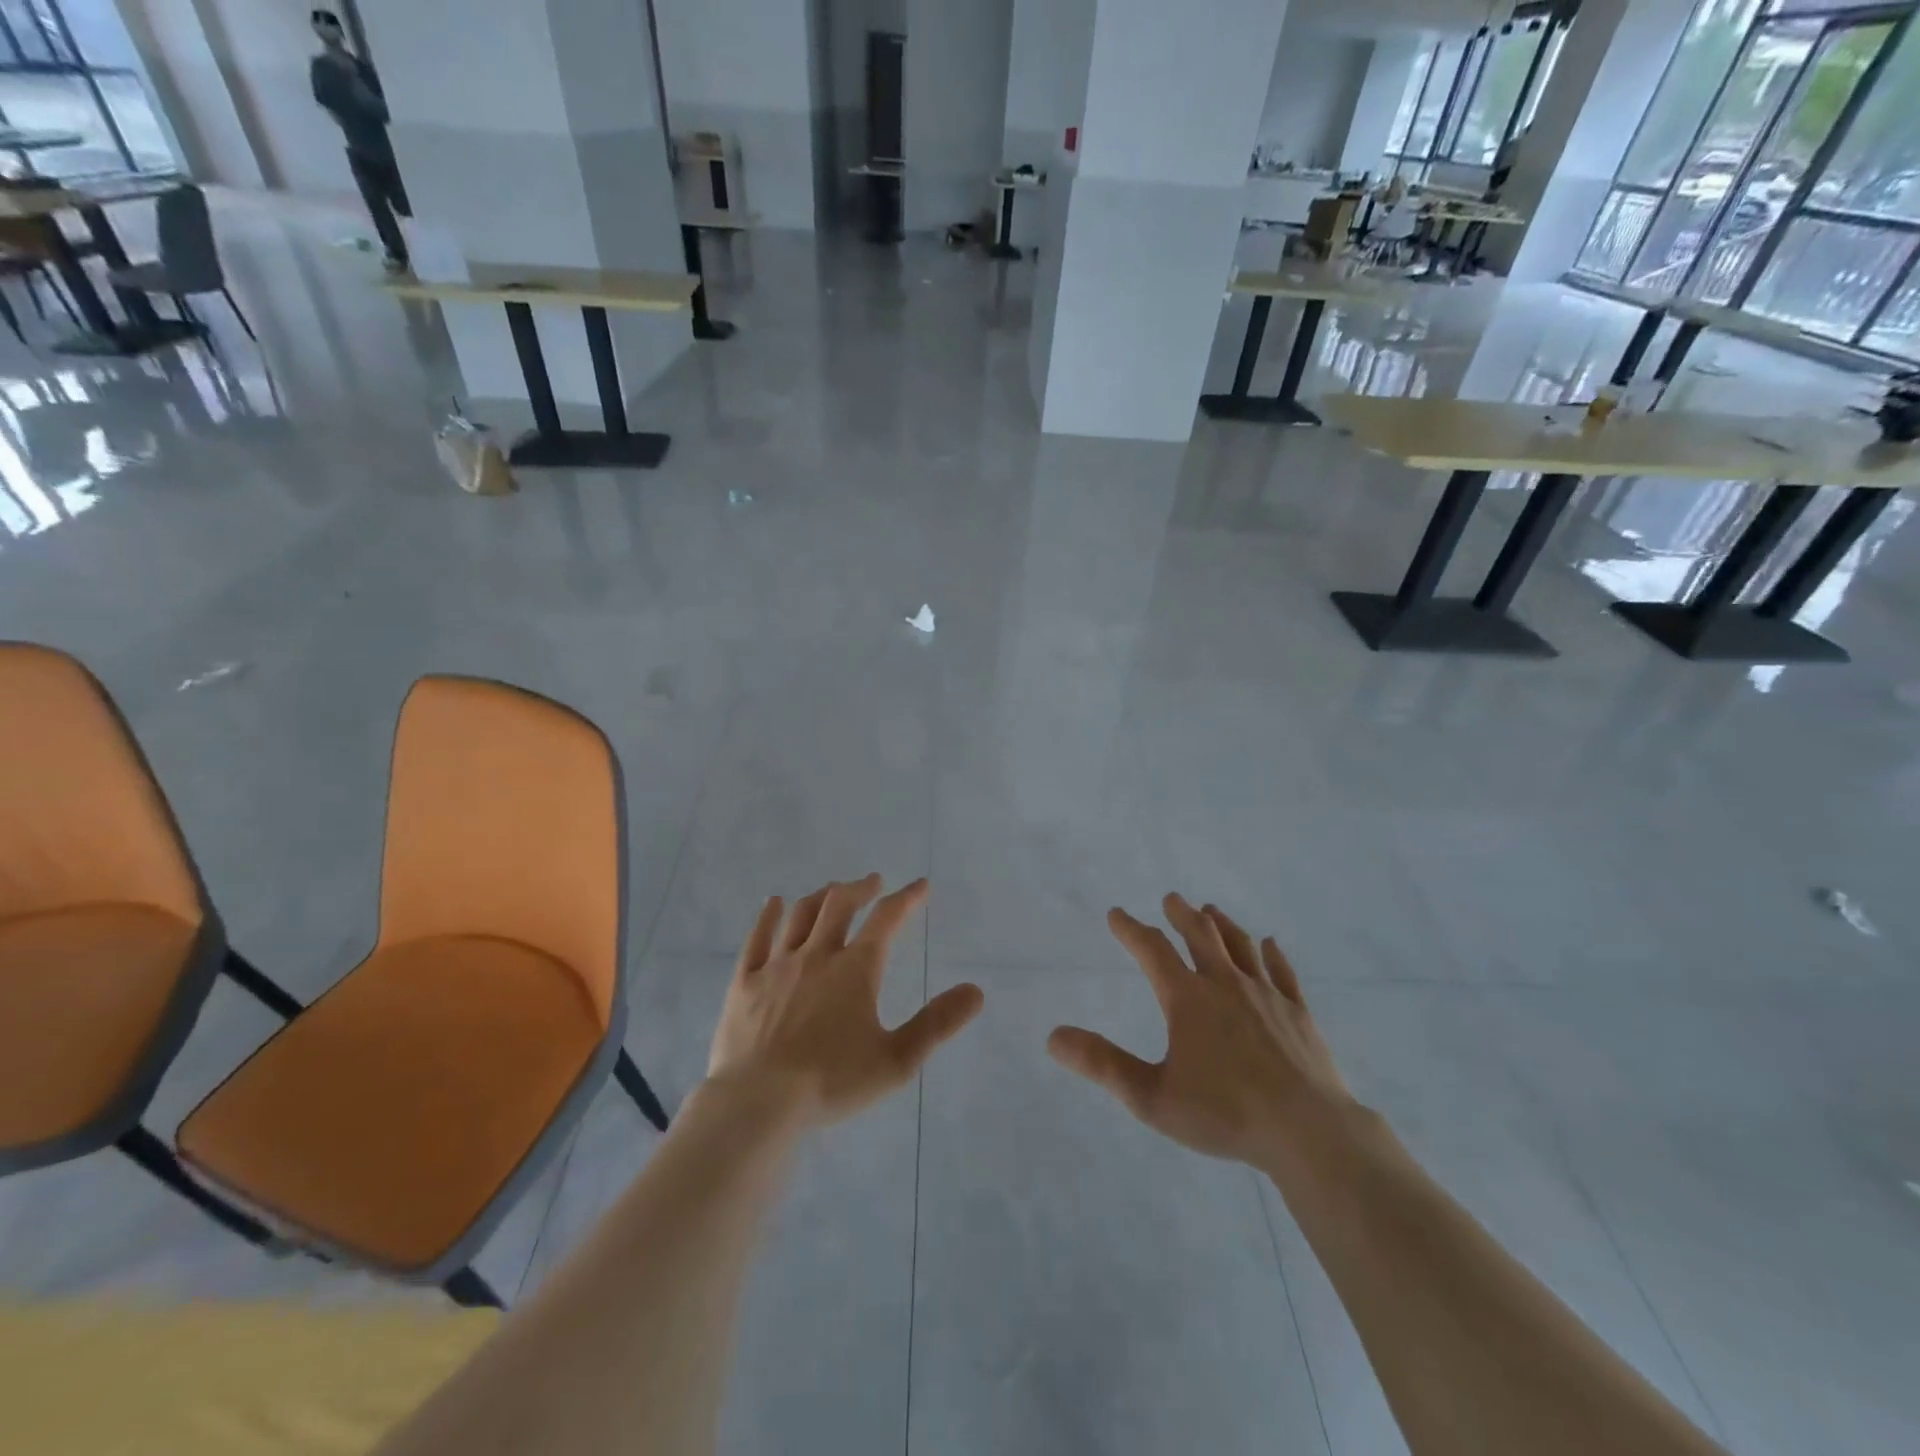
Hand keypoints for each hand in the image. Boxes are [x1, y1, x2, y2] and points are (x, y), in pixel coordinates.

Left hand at [708, 875, 983, 1125]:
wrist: (757, 1103)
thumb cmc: (831, 1082)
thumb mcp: (897, 1060)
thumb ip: (937, 1024)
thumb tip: (976, 991)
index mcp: (855, 969)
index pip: (886, 920)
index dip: (906, 899)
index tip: (920, 885)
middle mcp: (817, 955)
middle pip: (840, 905)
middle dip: (861, 889)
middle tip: (873, 882)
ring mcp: (777, 965)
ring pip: (801, 915)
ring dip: (821, 896)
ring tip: (833, 890)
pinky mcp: (744, 982)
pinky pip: (757, 937)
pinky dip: (768, 915)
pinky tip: (774, 903)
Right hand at [1047, 894, 1352, 1169]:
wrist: (1308, 1131)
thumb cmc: (1224, 1113)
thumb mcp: (1151, 1096)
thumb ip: (1103, 1064)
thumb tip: (1053, 1036)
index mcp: (1188, 999)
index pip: (1152, 950)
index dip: (1130, 929)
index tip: (1116, 914)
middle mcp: (1225, 985)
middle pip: (1200, 936)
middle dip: (1181, 915)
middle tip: (1171, 898)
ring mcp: (1266, 995)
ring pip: (1240, 946)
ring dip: (1222, 925)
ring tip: (1211, 910)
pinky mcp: (1298, 1013)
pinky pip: (1283, 973)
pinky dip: (1272, 954)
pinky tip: (1270, 944)